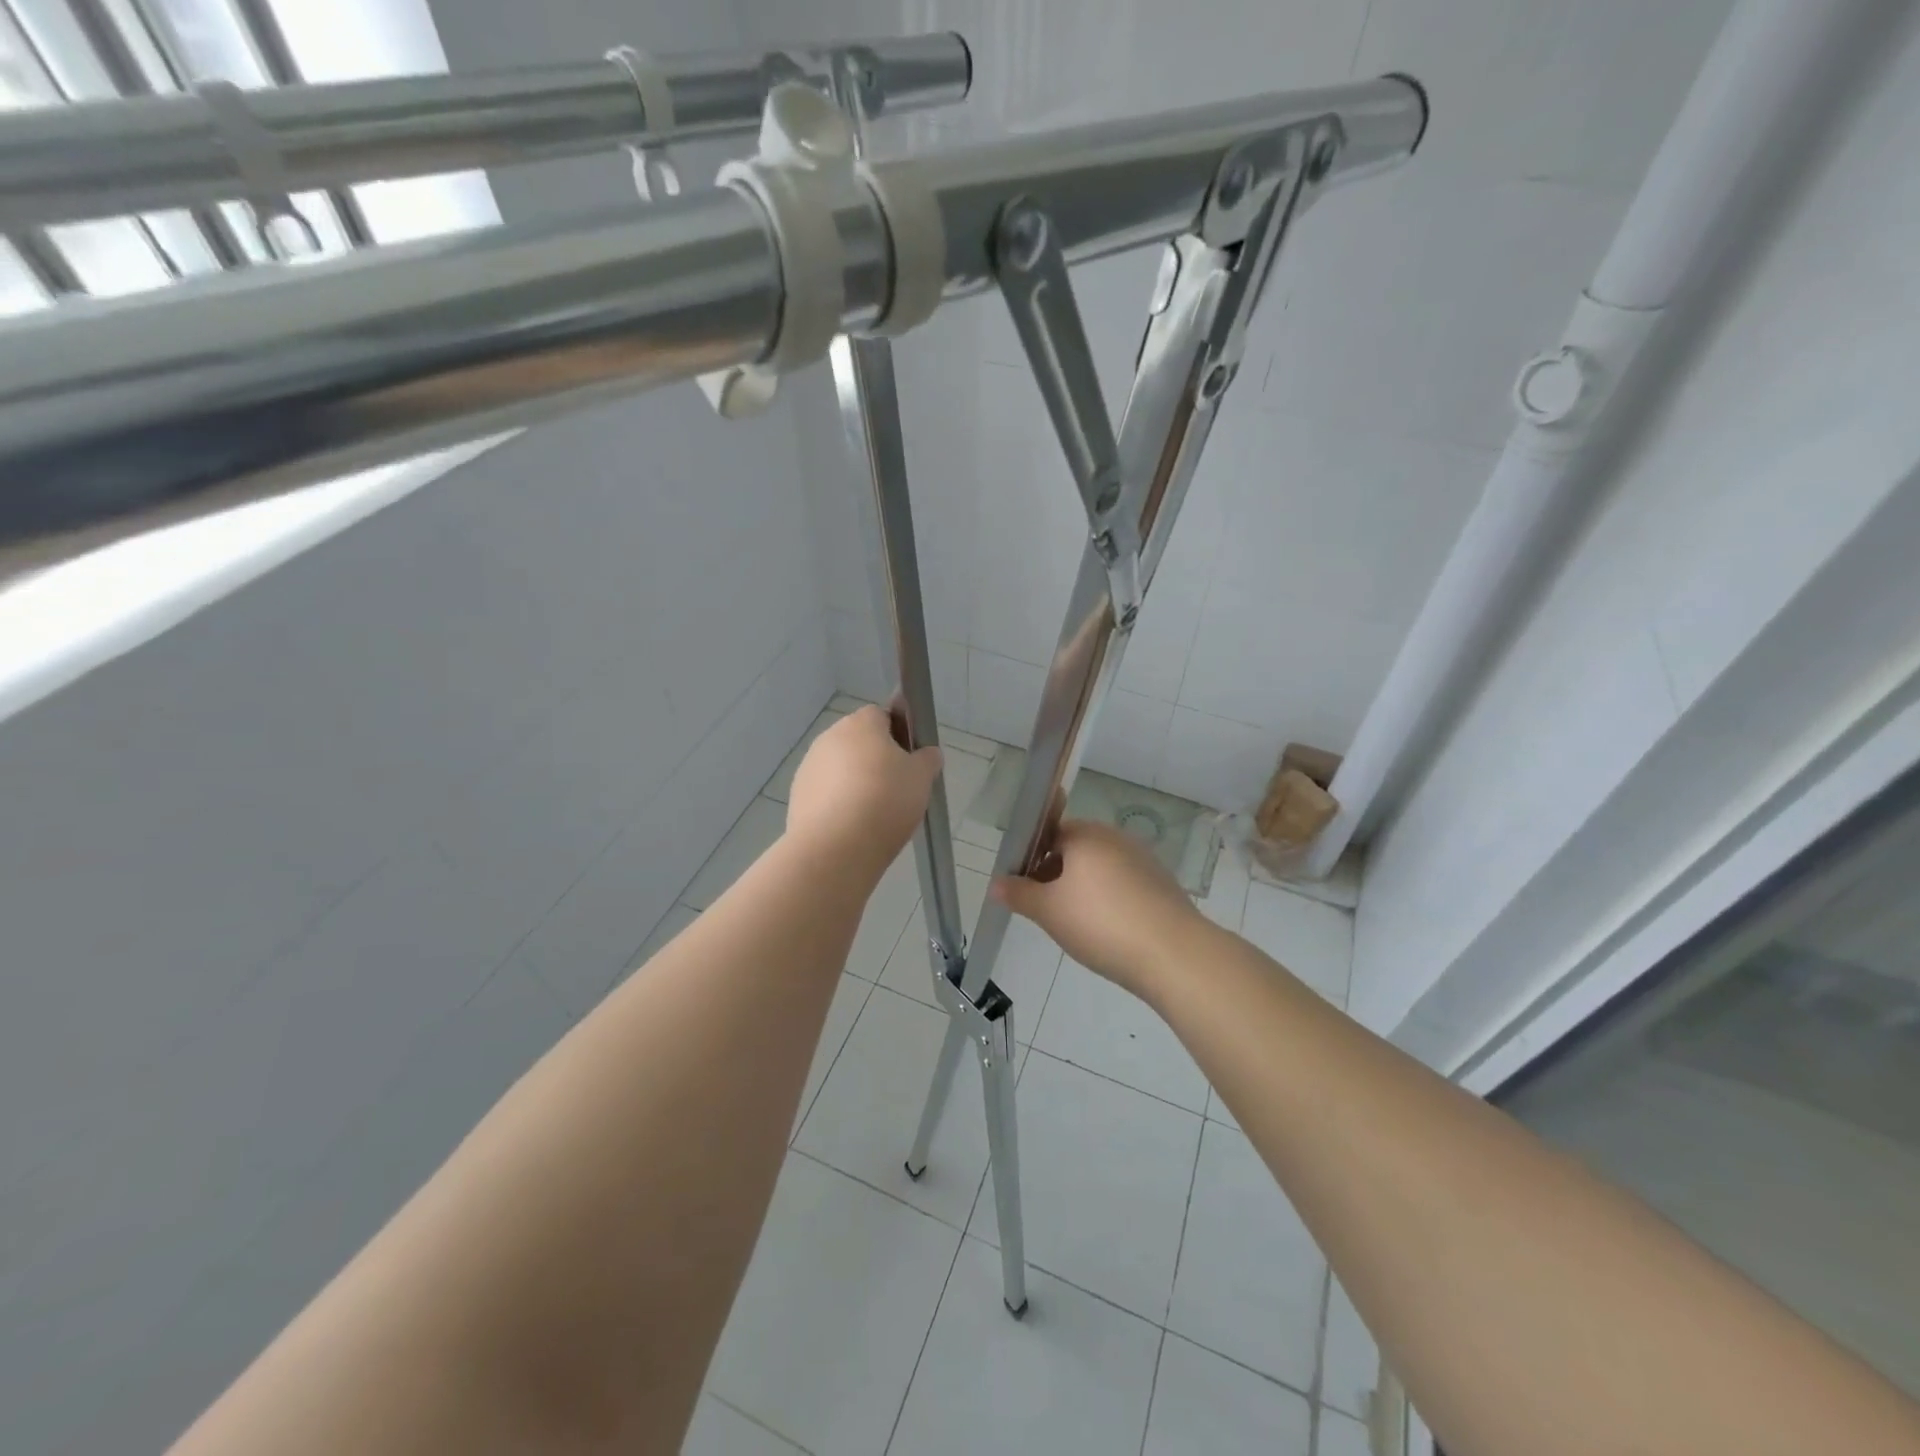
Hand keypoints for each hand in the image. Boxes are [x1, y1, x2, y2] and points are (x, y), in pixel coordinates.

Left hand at [787, 705, 941, 880]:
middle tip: (895, 789)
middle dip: (874, 760)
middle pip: (857, 742)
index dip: (897, 735)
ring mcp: (808, 766)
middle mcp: (829, 737)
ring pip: (839, 768)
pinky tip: (851, 827)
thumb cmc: (885, 801)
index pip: (881, 715)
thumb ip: (927, 760)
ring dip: (853, 782)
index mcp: (861, 723)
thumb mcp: (921, 778)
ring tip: (873, 814)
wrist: (835, 847)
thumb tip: (927, 753)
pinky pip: (824, 793)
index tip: (908, 762)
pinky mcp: (797, 795)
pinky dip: (837, 804)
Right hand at [991, 819, 1206, 1000]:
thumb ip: (1019, 894)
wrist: (1172, 954)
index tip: (1026, 890)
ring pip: (1100, 869)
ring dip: (1084, 890)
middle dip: (1057, 876)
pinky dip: (1111, 901)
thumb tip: (995, 883)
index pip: (1049, 834)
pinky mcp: (1162, 884)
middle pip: (1076, 850)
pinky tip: (1109, 931)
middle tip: (1047, 911)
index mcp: (1086, 835)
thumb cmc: (1100, 924)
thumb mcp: (1048, 911)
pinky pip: (1124, 886)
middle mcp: (1115, 838)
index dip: (1033, 860)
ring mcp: (1143, 860)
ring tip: (1077, 926)